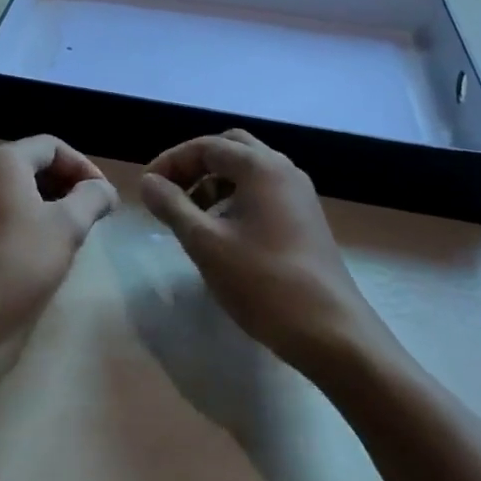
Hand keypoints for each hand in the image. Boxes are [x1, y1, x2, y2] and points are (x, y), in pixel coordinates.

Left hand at [0, 136, 116, 403]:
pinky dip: (29, 220)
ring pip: (18, 190)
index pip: (52, 146)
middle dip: (67, 184)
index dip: (84, 166)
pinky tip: (45, 248)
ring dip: (50, 204)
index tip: (105, 197)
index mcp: (2, 161)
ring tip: (75, 232)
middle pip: (33, 164)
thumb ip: (91, 199)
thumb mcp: (66, 227)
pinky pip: (4, 211)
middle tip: (93, 214)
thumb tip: (105, 189)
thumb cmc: (16, 262)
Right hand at [140, 130, 382, 376]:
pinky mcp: (306, 219)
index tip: (147, 189)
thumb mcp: (206, 243)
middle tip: (170, 192)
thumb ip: (172, 206)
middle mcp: (283, 170)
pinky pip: (263, 192)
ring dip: (214, 183)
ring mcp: (299, 195)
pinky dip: (235, 199)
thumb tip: (148, 182)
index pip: (206, 146)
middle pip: (230, 149)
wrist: (333, 334)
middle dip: (195, 166)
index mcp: (260, 167)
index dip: (171, 162)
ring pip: (248, 171)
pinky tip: (222, 232)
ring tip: (190, 215)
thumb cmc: (264, 283)